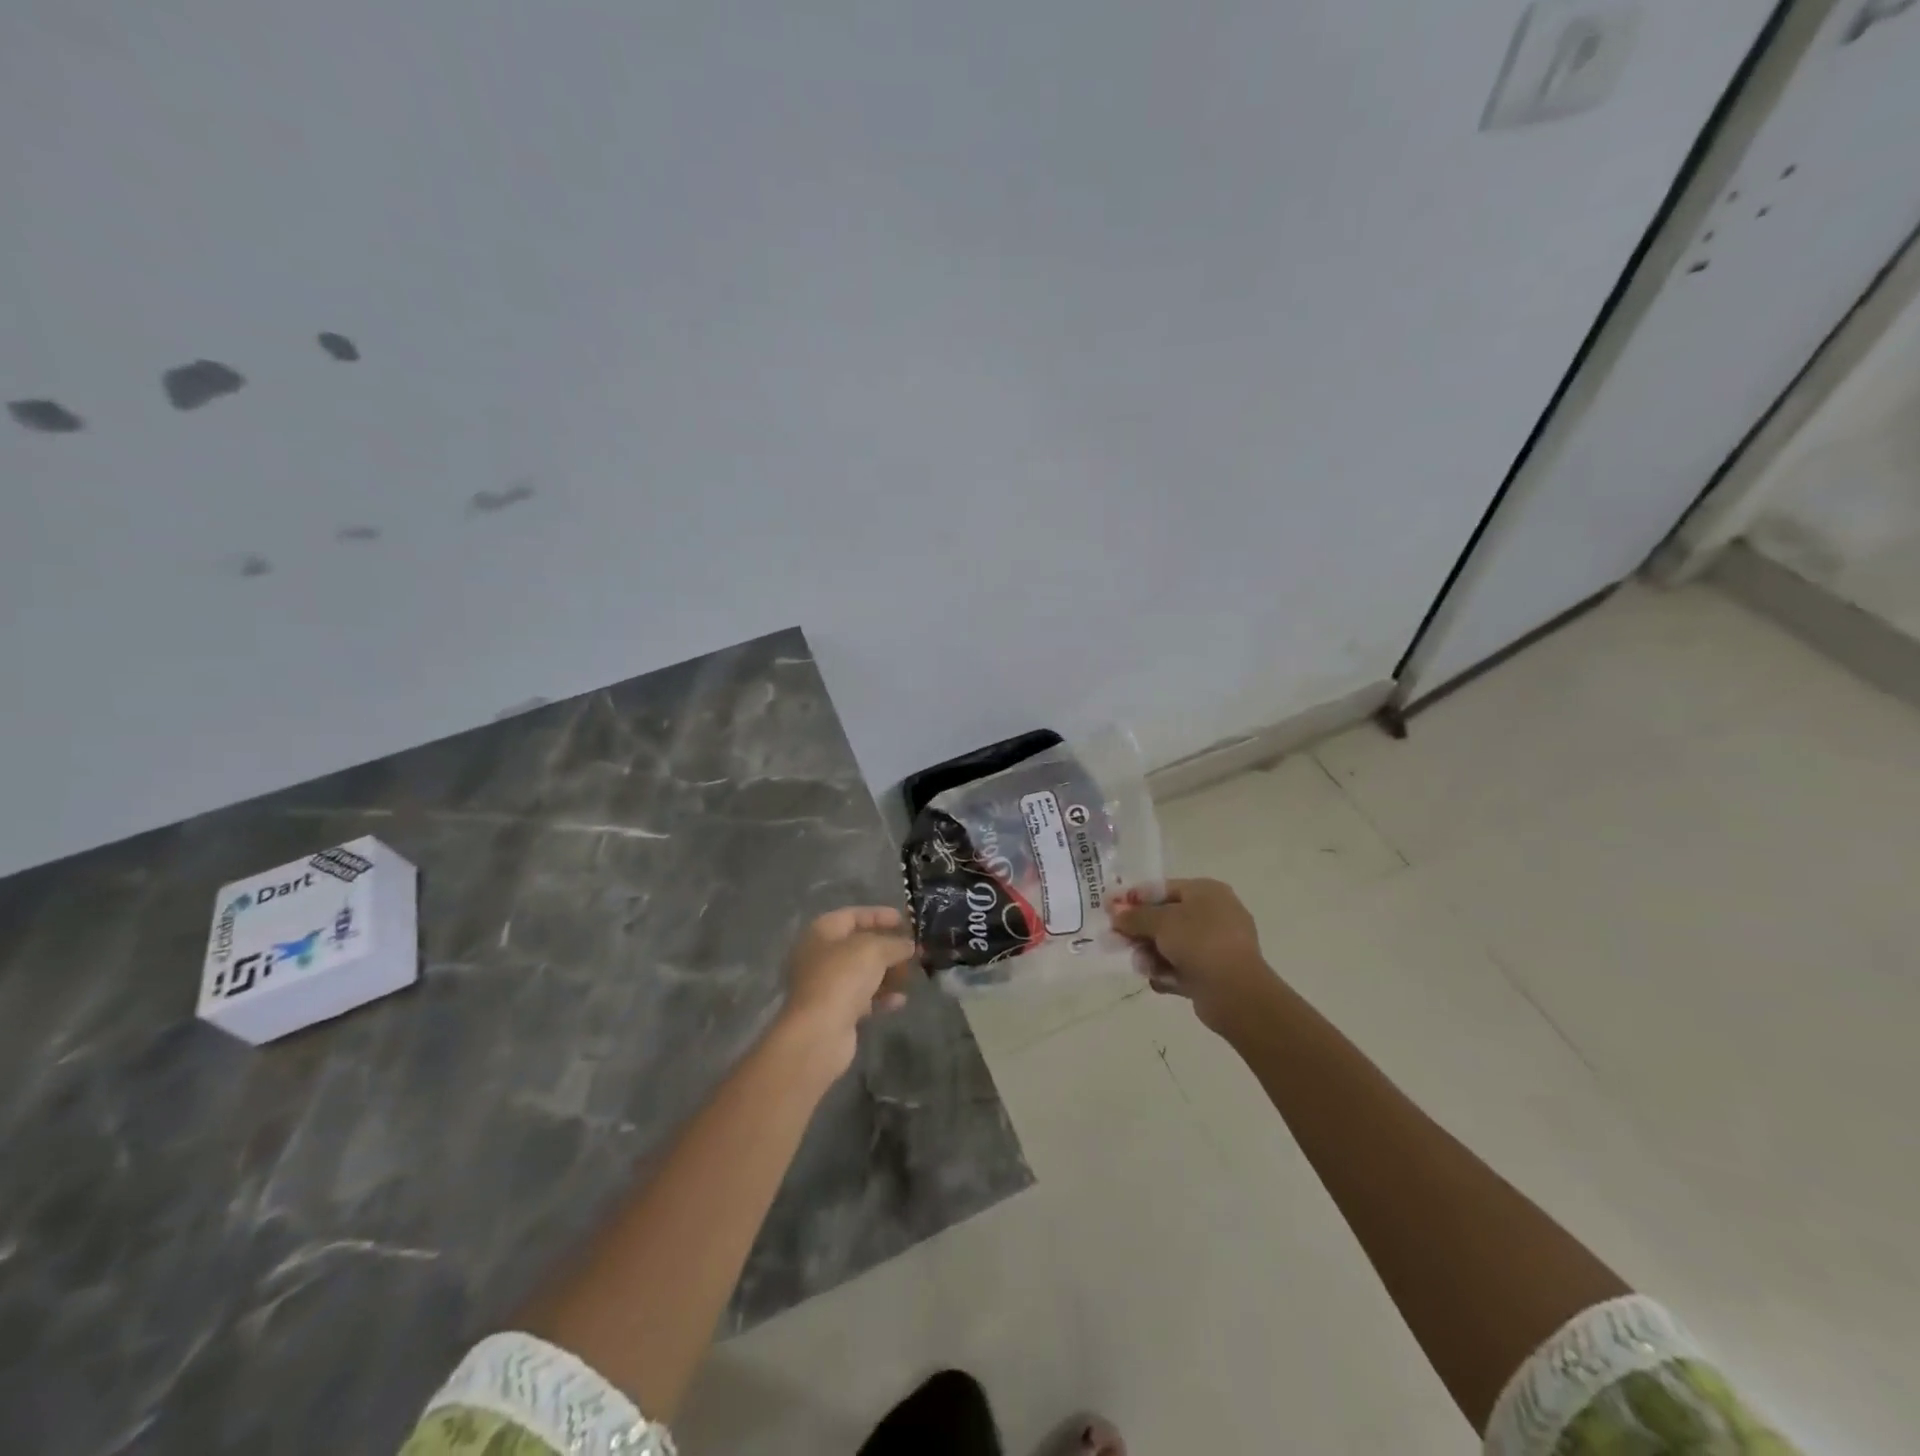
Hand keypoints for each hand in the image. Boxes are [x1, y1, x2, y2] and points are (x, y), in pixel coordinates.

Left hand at [781, 906, 918, 1072]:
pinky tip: (900, 1000)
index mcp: (822, 932)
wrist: (819, 1032)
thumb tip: (909, 945)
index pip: (853, 915)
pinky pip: (862, 998)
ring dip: (887, 973)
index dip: (880, 915)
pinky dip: (881, 997)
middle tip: (914, 951)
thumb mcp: (875, 950)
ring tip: (911, 976)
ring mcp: (825, 985)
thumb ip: (895, 943)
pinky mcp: (834, 1011)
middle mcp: (819, 956)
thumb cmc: (843, 977)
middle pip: (859, 945)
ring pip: (862, 973)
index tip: (906, 921)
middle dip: (888, 947)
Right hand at [1111, 878, 1271, 1032]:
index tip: (1108, 909)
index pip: (1162, 889)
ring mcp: (1216, 944)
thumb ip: (1134, 916)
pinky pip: (1182, 967)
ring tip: (1141, 966)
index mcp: (1206, 891)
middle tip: (1114, 941)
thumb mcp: (1161, 922)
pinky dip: (1167, 972)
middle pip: (1165, 918)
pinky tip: (1158, 980)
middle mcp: (1213, 914)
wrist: (1235, 992)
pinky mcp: (1214, 972)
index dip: (1133, 898)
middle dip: (1139, 931)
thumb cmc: (1199, 942)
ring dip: (1150, 954)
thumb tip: (1115, 912)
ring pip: (1171, 945)